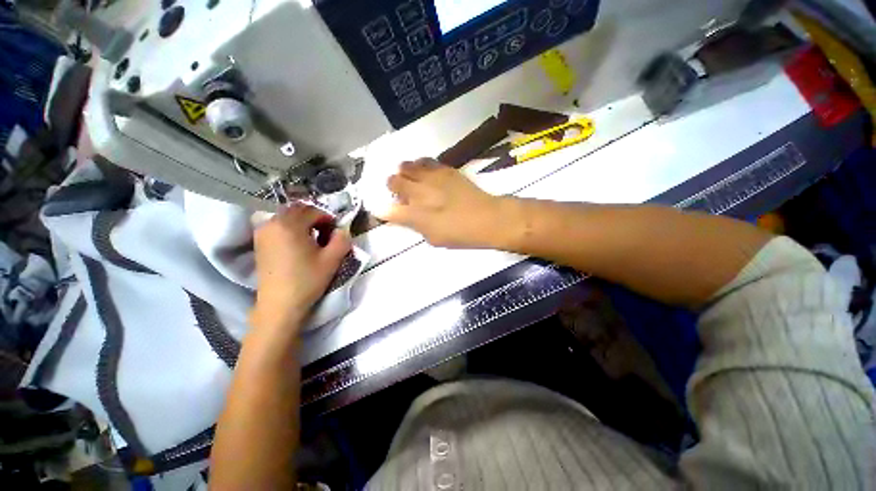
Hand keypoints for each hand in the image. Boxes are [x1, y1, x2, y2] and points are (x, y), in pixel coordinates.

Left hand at [250, 204, 351, 336]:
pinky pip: (278, 226)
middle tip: (326, 233)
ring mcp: (262, 233)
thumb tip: (342, 230)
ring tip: (313, 240)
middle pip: (297, 210)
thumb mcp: (332, 259)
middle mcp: (271, 223)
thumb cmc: (307, 280)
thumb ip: (342, 239)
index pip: (312, 210)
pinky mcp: (259, 243)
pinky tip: (299, 245)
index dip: (328, 218)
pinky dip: (291, 229)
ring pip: (287, 217)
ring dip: (302, 223)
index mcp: (289, 224)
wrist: (279, 305)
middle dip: (315, 218)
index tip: (336, 231)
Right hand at [385, 158, 506, 248]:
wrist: (487, 218)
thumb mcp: (434, 239)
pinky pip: (424, 161)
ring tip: (410, 180)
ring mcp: (431, 178)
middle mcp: (419, 193)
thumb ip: (416, 226)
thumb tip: (405, 216)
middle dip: (391, 187)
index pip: (388, 210)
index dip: (382, 211)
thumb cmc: (461, 234)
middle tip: (400, 193)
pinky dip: (419, 166)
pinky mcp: (445, 169)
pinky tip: (424, 173)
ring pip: (406, 166)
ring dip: (403, 173)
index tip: (383, 211)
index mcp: (415, 215)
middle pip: (392, 181)